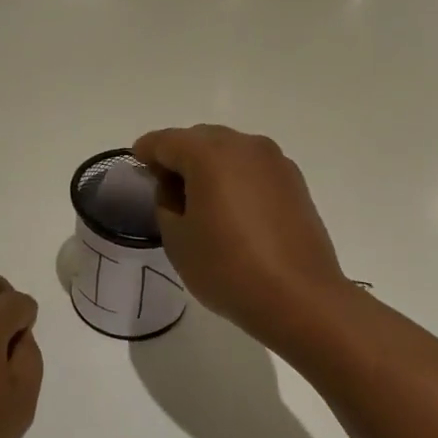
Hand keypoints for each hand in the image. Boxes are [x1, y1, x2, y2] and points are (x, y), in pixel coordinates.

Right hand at [132, 126, 347, 342]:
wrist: (300, 298)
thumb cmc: (228, 269)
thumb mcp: (177, 239)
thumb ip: (165, 202)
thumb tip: (174, 187)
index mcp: (209, 154)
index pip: (166, 141)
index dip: (146, 152)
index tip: (137, 166)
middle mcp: (244, 145)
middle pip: (200, 139)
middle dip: (179, 156)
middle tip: (165, 187)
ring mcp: (275, 161)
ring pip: (230, 151)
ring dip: (209, 165)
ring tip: (200, 199)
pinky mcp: (294, 182)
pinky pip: (253, 168)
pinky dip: (235, 177)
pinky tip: (231, 208)